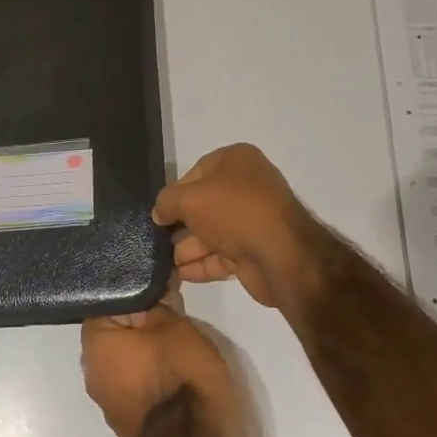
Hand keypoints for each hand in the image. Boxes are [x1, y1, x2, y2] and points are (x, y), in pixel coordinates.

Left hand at [81, 302, 249, 436]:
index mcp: (94, 343)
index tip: (158, 291)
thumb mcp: (175, 325)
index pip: (107, 303)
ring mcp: (107, 400)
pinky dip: (152, 377)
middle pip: (116, 333)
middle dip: (141, 324)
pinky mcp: (127, 421)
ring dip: (147, 352)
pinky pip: (137, 385)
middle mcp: (91, 371)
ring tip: (178, 343)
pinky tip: (176, 373)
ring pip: (126, 360)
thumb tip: (151, 293)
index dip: (136, 294)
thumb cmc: (180, 376)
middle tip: (172, 315)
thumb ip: (158, 303)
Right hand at [152, 144, 325, 312]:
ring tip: (161, 262)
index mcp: (237, 161)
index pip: (196, 172)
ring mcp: (252, 221)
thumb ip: (167, 202)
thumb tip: (159, 213)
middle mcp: (247, 187)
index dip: (175, 192)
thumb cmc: (233, 212)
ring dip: (186, 248)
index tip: (159, 213)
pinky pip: (220, 255)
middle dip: (179, 224)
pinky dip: (200, 264)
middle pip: (203, 205)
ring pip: (211, 233)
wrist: (280, 254)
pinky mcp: (254, 251)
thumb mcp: (189, 198)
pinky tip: (178, 274)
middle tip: (155, 240)